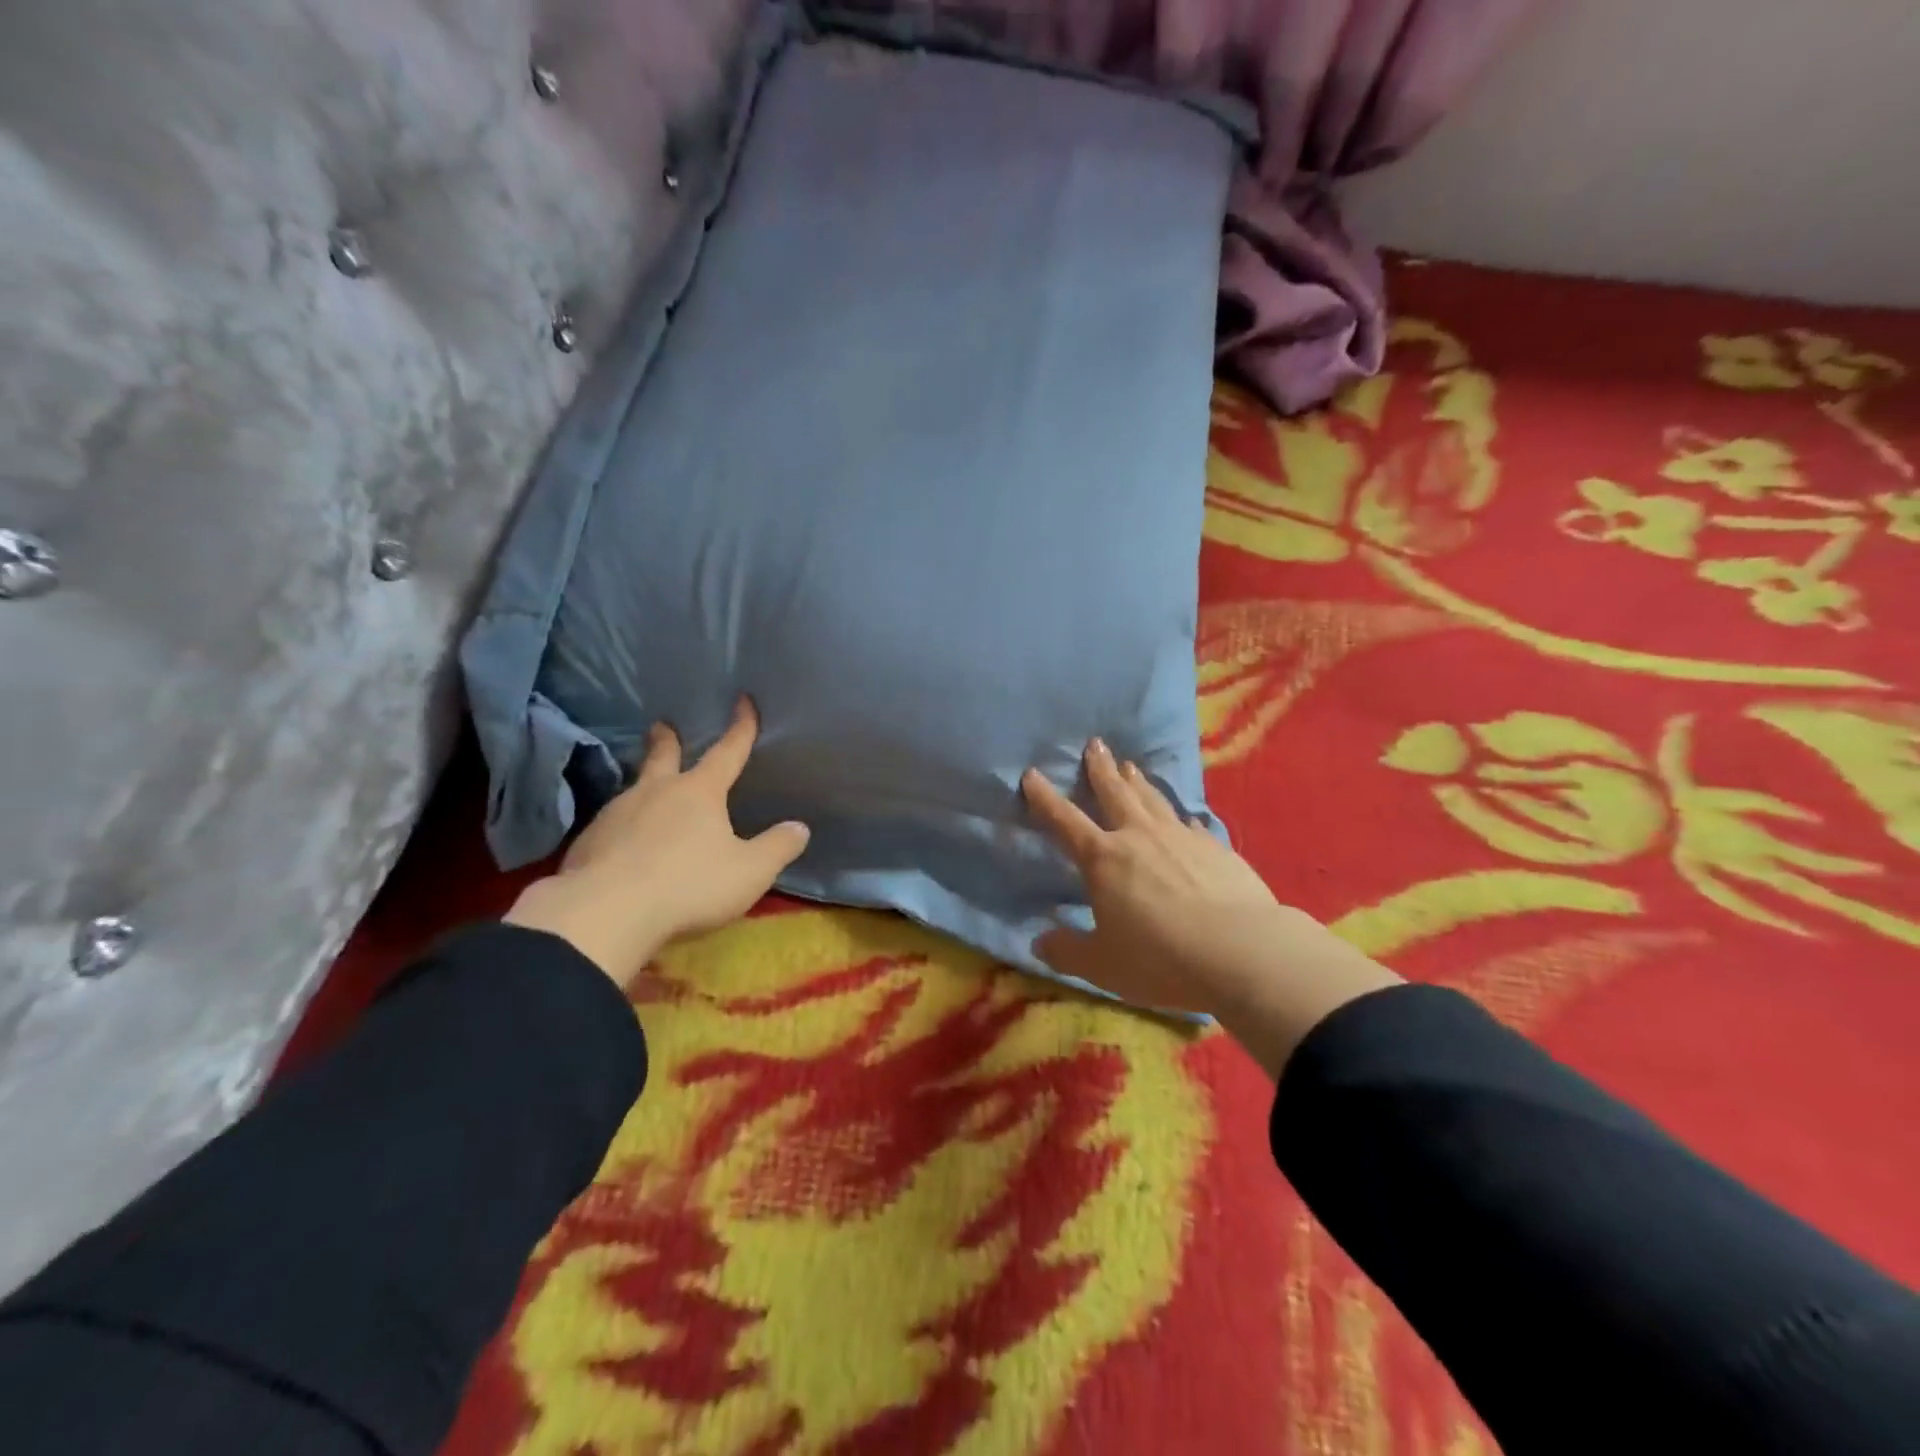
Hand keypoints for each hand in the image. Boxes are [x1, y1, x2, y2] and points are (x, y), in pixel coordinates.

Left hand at [505, 698, 808, 985]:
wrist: (605, 915)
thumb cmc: (689, 885)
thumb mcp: (749, 871)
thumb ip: (777, 848)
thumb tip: (800, 828)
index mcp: (699, 792)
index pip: (727, 751)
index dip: (740, 727)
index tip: (743, 700)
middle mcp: (656, 792)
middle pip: (663, 757)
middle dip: (666, 740)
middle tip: (662, 725)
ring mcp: (615, 815)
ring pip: (633, 791)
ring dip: (643, 787)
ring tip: (647, 794)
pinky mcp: (588, 843)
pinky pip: (611, 827)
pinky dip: (622, 828)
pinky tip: (622, 844)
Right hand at [1022, 740, 1400, 1076]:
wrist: (1241, 951)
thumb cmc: (1159, 958)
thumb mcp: (1102, 965)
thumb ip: (1067, 951)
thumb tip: (1039, 942)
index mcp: (1103, 859)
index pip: (1064, 821)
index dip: (1044, 798)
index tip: (1032, 773)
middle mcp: (1139, 836)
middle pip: (1114, 792)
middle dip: (1100, 768)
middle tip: (1095, 744)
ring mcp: (1181, 837)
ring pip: (1153, 799)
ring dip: (1138, 781)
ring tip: (1131, 765)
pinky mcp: (1216, 848)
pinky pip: (1190, 823)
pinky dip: (1179, 816)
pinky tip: (1182, 817)